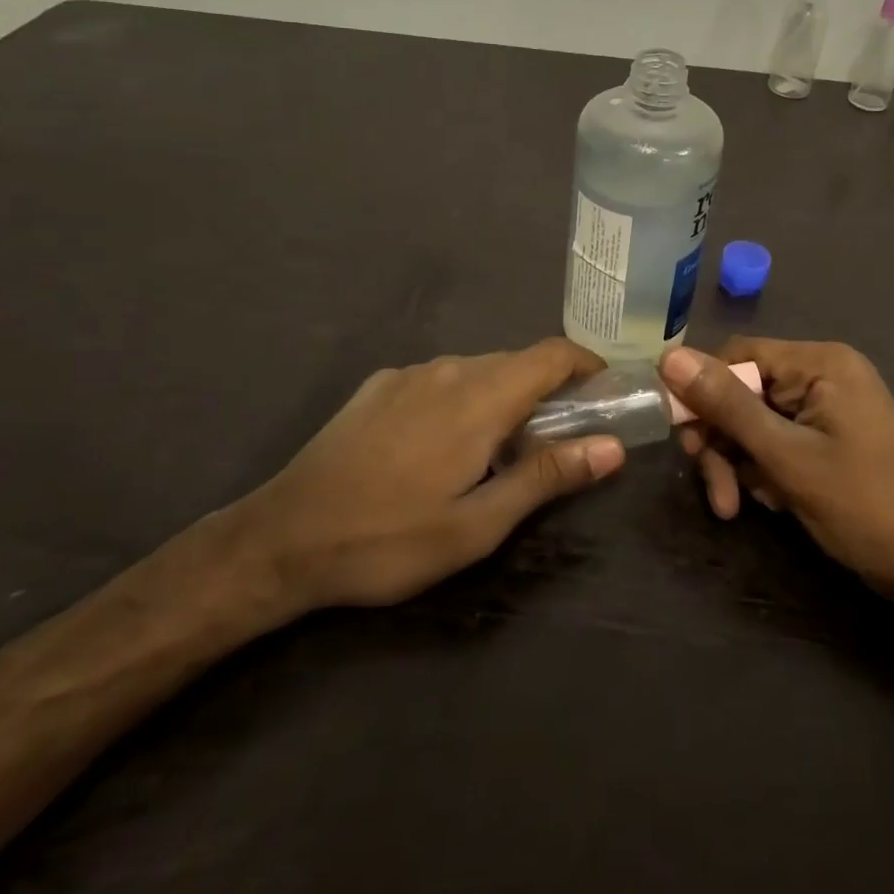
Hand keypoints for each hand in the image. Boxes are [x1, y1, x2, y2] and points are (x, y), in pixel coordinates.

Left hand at [224, 339, 624, 622]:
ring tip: (500, 450)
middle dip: (548, 390)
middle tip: (558, 439)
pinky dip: (463, 399)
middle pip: (517, 362)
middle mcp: (447, 369)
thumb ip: (547, 477)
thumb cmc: (389, 539)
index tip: (604, 394)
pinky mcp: (378, 386)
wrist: (282, 538)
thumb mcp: (478, 524)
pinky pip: (439, 379)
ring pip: (477, 370)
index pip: (551, 354)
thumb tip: (611, 446)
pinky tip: (442, 446)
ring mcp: (408, 374)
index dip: (586, 365)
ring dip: (503, 397)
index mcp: (480, 398)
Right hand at [661, 339, 893, 607]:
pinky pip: (775, 441)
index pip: (737, 356)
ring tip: (736, 508)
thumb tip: (668, 357)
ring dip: (737, 463)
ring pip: (753, 422)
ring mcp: (825, 408)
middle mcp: (821, 375)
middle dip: (722, 440)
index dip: (701, 392)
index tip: (683, 437)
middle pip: (742, 392)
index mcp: (819, 363)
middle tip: (714, 489)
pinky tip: (769, 503)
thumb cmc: (867, 506)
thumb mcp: (787, 457)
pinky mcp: (826, 438)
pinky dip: (762, 470)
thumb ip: (727, 406)